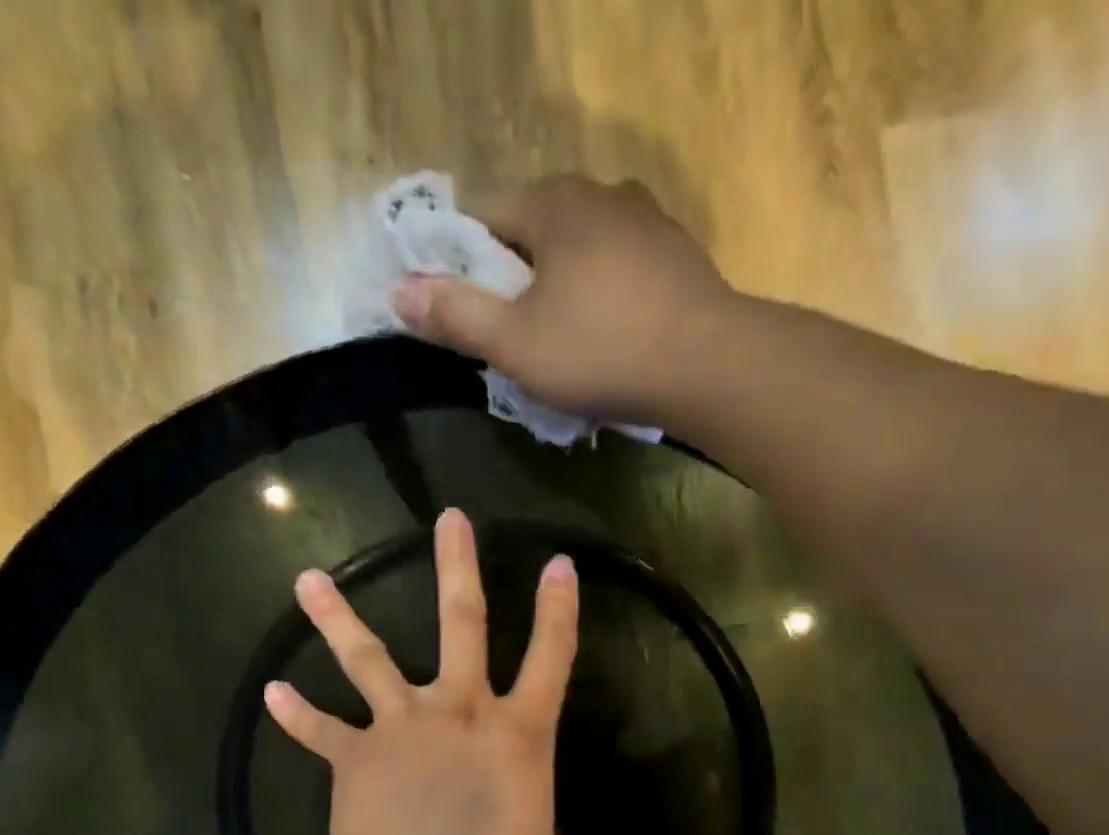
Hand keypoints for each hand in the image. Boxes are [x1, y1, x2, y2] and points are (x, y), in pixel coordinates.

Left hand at [264, 508, 632, 834]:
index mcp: (518, 735)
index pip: (551, 657)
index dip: (558, 610)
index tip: (558, 562)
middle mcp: (461, 713)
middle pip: (462, 622)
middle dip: (457, 567)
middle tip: (448, 518)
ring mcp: (402, 727)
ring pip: (367, 658)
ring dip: (337, 617)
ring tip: (307, 578)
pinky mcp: (354, 757)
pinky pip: (320, 731)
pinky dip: (296, 714)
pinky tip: (272, 693)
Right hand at [390, 176, 739, 422]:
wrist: (709, 367)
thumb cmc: (601, 352)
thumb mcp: (515, 344)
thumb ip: (455, 316)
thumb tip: (398, 293)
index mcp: (552, 203)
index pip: (482, 217)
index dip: (462, 265)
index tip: (466, 315)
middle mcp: (600, 193)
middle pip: (532, 233)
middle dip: (515, 282)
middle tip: (514, 341)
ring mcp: (646, 221)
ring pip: (579, 252)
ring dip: (561, 291)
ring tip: (564, 346)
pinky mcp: (676, 256)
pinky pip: (618, 270)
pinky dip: (602, 298)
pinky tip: (609, 339)